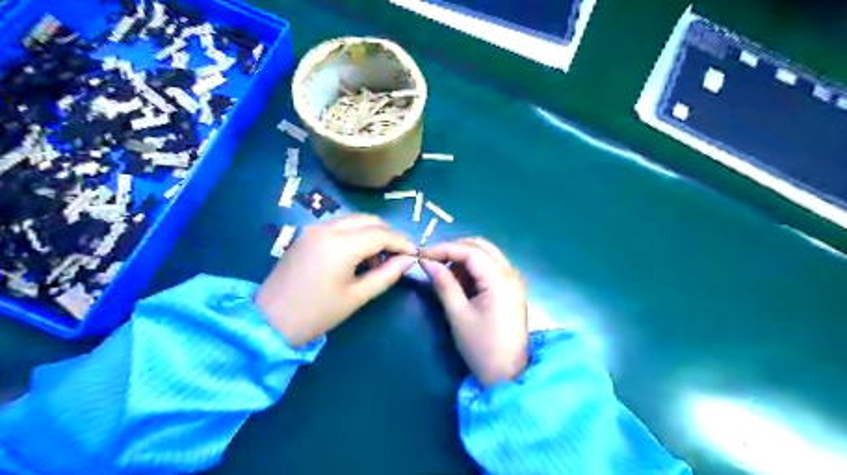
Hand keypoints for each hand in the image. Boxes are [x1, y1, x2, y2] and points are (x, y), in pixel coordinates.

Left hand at [259, 216, 414, 344]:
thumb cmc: (317, 313)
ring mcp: (314, 228)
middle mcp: (327, 228)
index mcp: (341, 244)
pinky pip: (339, 226)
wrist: (268, 321)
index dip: (402, 242)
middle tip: (398, 256)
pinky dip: (355, 234)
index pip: (382, 234)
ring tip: (377, 260)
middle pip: (369, 220)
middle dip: (388, 234)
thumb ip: (387, 274)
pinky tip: (356, 256)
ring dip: (372, 233)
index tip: (415, 254)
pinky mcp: (307, 234)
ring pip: (354, 220)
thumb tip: (408, 260)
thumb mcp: (357, 296)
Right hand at [419, 238, 526, 387]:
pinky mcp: (511, 289)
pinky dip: (473, 269)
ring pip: (486, 255)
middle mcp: (511, 273)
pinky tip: (460, 283)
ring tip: (445, 275)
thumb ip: (443, 284)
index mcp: (500, 279)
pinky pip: (491, 267)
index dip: (444, 248)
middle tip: (433, 262)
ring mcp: (513, 280)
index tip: (422, 255)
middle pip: (481, 247)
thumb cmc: (481, 347)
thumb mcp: (458, 314)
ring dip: (464, 259)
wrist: (508, 375)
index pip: (470, 251)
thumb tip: (426, 261)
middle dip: (455, 250)